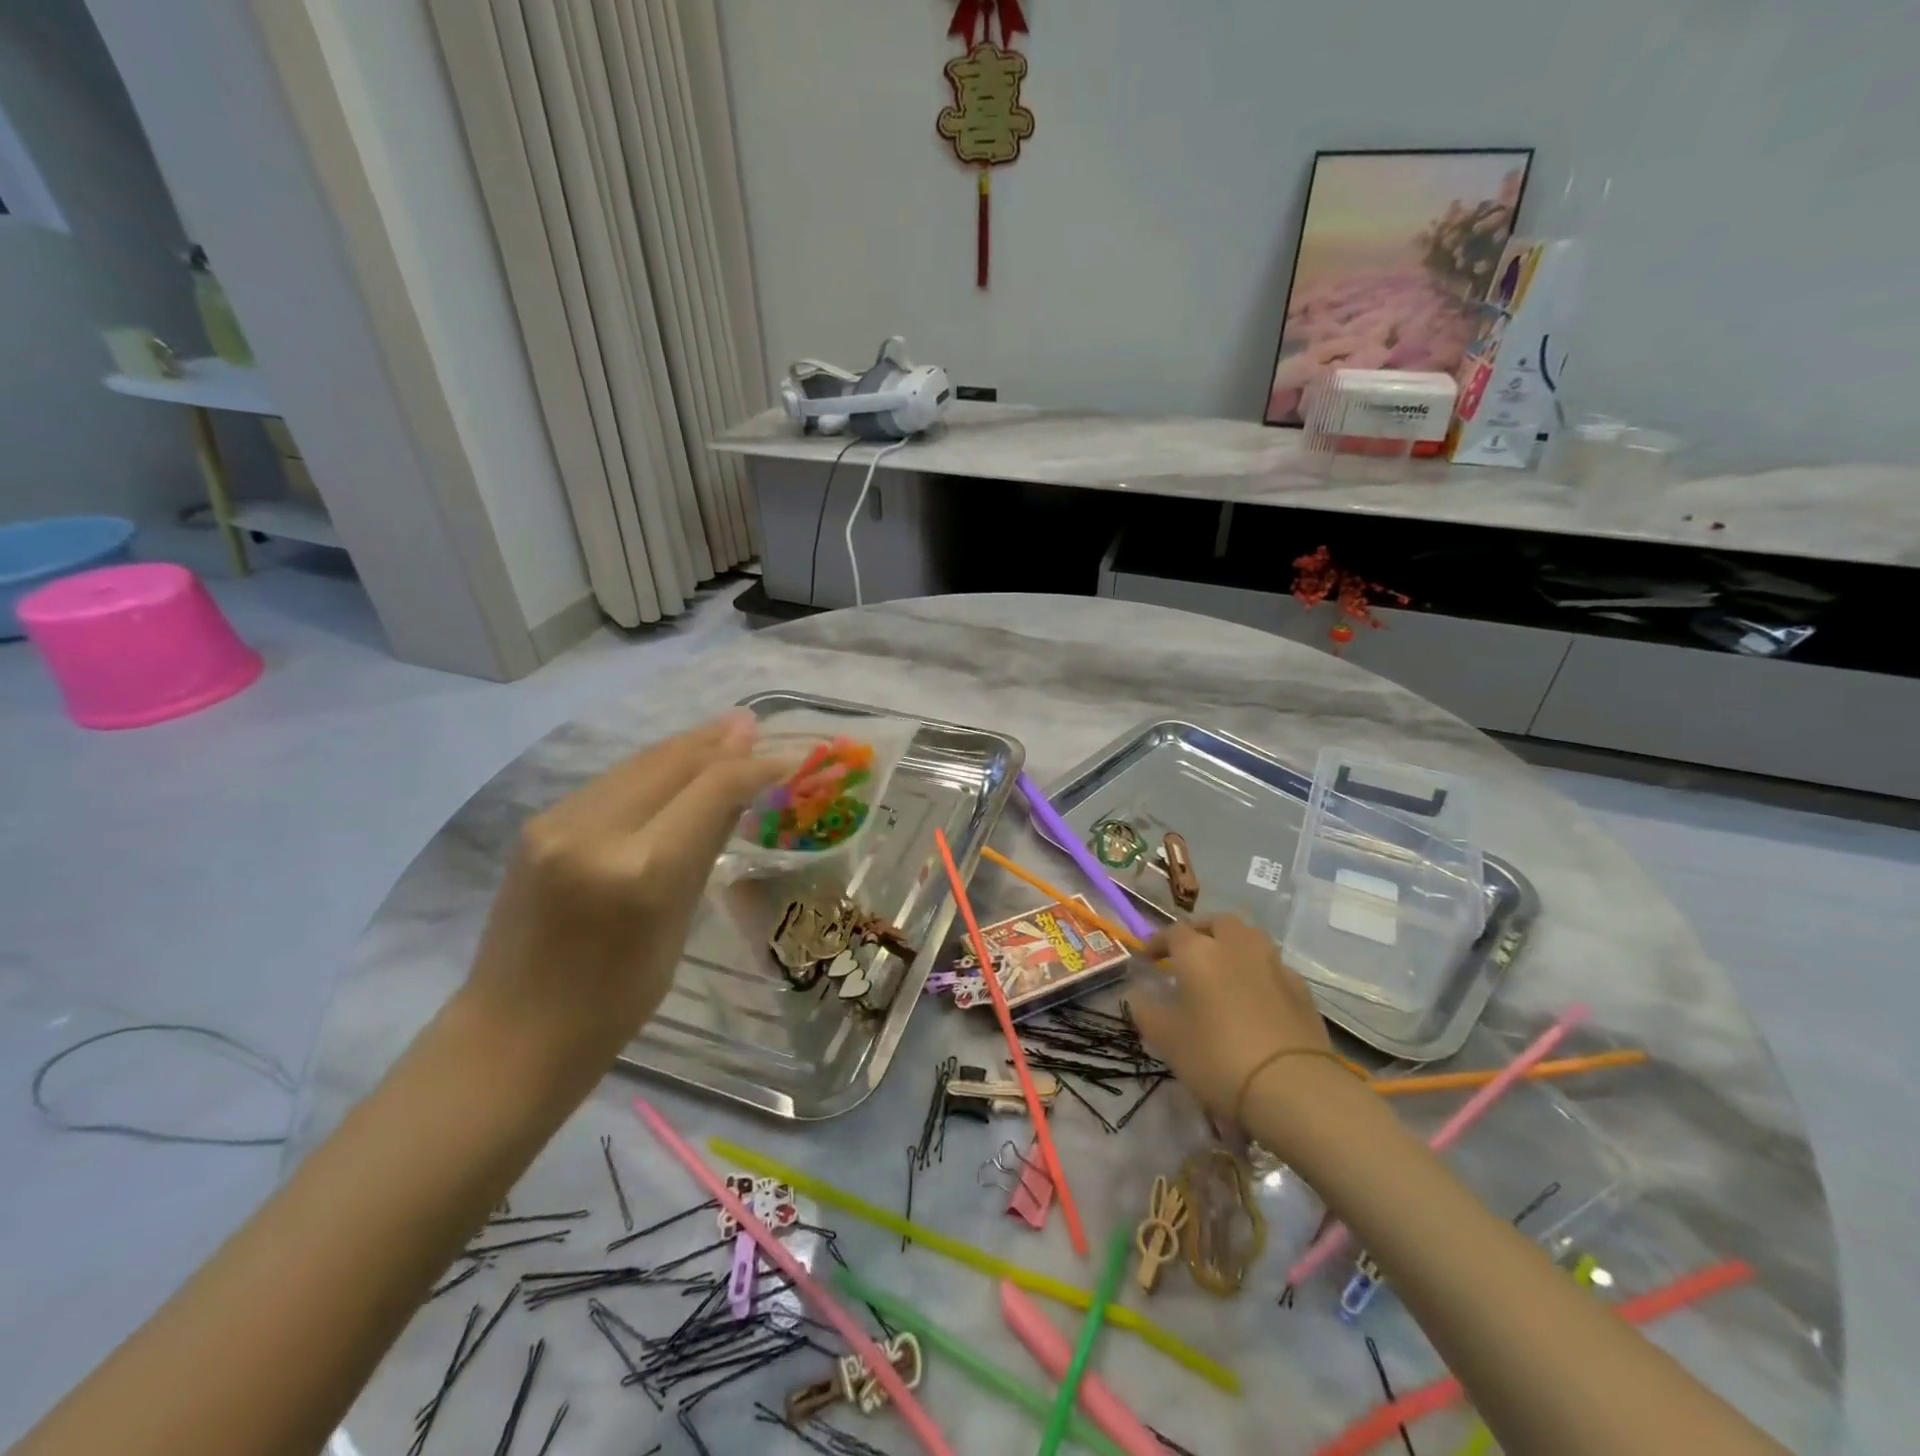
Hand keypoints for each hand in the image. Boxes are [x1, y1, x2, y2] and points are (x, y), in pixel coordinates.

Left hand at [463, 711, 788, 1064]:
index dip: (757, 765)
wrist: (513, 1034)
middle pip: (672, 761)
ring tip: (725, 733)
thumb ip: (705, 847)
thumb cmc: (616, 1001)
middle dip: (720, 741)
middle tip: (756, 725)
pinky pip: (611, 782)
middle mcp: (596, 831)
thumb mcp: (678, 925)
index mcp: (642, 870)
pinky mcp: (538, 824)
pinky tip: (674, 766)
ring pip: (639, 764)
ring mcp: (558, 822)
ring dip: (686, 747)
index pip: (712, 789)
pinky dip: (652, 769)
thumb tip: (739, 791)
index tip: (792, 756)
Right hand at [1131, 914, 1337, 1122]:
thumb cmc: (1217, 1057)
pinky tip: (1255, 997)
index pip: (1173, 932)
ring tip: (1223, 971)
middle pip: (1217, 923)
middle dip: (1201, 933)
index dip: (1157, 943)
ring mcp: (1273, 964)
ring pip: (1250, 939)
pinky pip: (1273, 967)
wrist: (1293, 1086)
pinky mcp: (1301, 988)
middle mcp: (1236, 946)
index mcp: (1198, 951)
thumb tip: (1138, 993)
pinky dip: (1259, 973)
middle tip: (1189, 955)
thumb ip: (1146, 1010)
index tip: (1147, 960)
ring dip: (1233, 947)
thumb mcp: (1166, 1038)